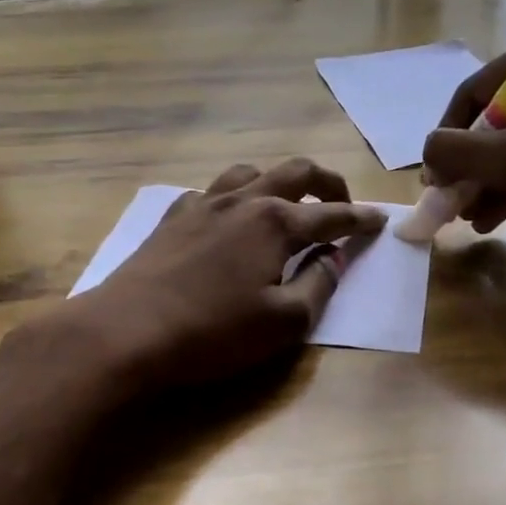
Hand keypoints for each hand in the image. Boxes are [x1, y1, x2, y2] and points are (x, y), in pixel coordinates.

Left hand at [65, 159, 385, 391]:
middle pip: (295, 172)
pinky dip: (234, 197)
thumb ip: (319, 286)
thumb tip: (333, 258)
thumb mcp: (283, 322)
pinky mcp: (172, 218)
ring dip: (278, 181)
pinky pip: (211, 192)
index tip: (380, 221)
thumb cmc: (213, 332)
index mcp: (276, 223)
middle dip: (327, 183)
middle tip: (341, 204)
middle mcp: (243, 200)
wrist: (125, 331)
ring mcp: (203, 204)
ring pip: (250, 172)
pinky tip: (228, 219)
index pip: (332, 214)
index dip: (360, 219)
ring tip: (287, 203)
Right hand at [423, 18, 505, 255]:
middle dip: (473, 166)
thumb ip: (457, 153)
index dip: (446, 140)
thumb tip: (427, 155)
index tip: (434, 181)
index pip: (474, 91)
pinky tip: (501, 212)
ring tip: (474, 218)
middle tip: (455, 202)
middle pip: (498, 115)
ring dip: (495, 177)